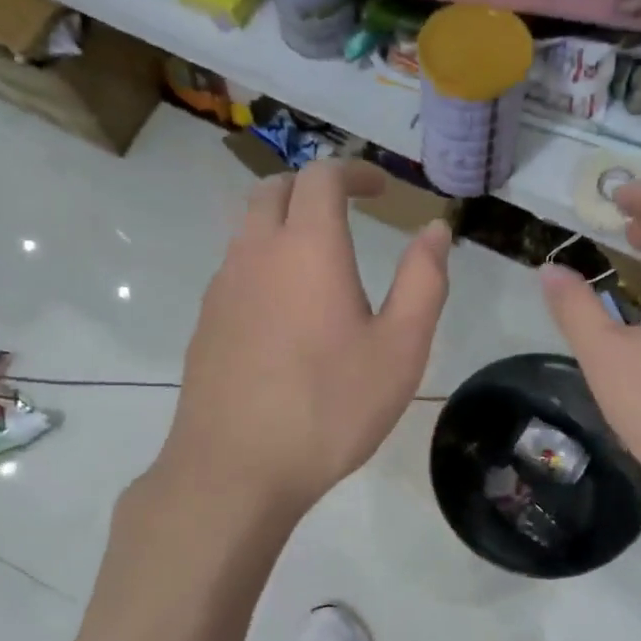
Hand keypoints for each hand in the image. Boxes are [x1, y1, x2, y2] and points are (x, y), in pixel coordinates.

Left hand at [160, 160, 450, 513]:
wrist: (235, 469)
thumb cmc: (330, 408)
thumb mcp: (400, 349)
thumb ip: (423, 281)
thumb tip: (435, 230)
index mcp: (308, 247)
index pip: (322, 175)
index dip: (354, 171)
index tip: (381, 189)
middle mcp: (256, 253)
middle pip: (275, 189)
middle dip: (313, 187)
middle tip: (348, 211)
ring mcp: (222, 288)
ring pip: (248, 228)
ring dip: (284, 223)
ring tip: (319, 261)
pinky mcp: (205, 323)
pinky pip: (235, 270)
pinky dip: (263, 264)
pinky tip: (286, 313)